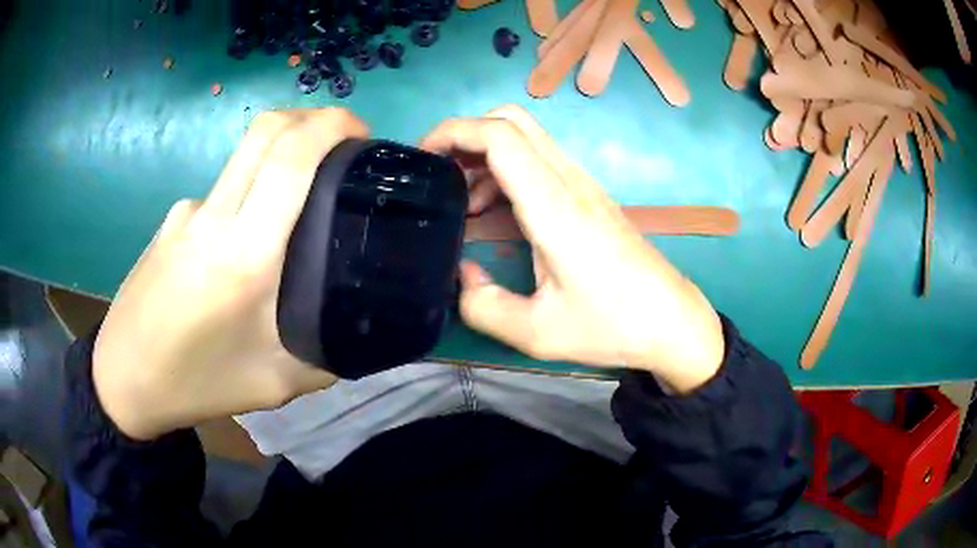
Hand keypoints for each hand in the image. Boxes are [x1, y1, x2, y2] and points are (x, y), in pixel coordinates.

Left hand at [93, 108, 368, 439]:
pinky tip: (237, 253)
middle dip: (313, 119)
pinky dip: (245, 201)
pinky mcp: (171, 220)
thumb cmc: (198, 382)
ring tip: (290, 215)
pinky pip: (219, 195)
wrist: (124, 378)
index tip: (362, 132)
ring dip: (279, 161)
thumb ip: (324, 350)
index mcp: (244, 253)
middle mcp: (213, 216)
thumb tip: (357, 327)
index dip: (331, 125)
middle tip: (343, 144)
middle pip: (266, 130)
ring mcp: (186, 212)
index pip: (290, 156)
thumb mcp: (275, 382)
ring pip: (243, 160)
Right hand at [422, 106, 723, 392]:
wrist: (672, 321)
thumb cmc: (612, 325)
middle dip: (465, 134)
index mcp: (553, 206)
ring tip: (461, 201)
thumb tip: (462, 274)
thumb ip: (484, 307)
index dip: (453, 132)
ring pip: (525, 137)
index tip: (422, 156)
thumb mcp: (537, 333)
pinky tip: (494, 210)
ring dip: (484, 154)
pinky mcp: (589, 195)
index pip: (498, 136)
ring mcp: (582, 184)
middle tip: (438, 173)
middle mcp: (568, 182)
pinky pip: (539, 160)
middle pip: (512, 120)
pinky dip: (505, 169)